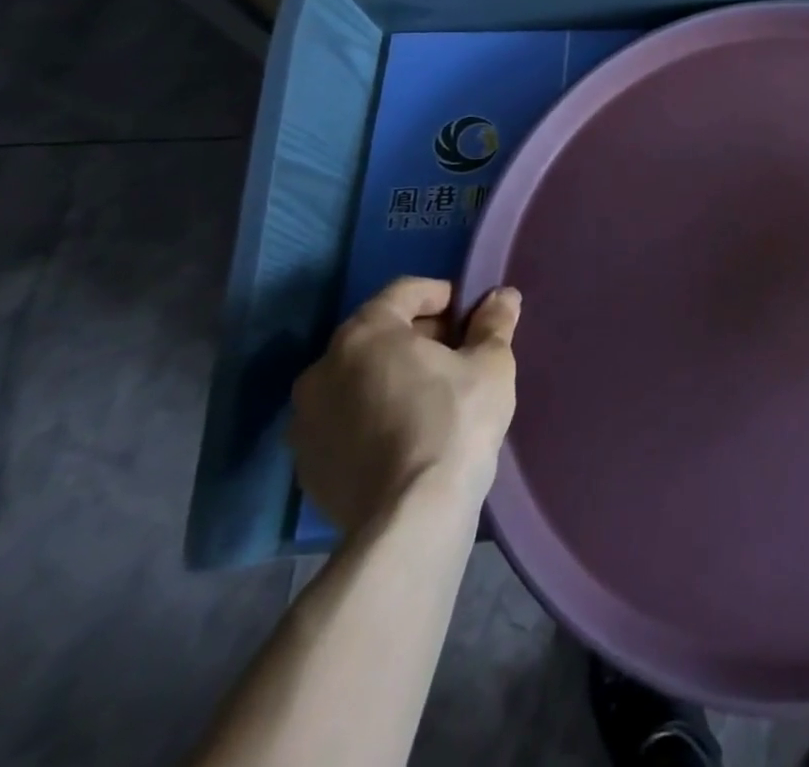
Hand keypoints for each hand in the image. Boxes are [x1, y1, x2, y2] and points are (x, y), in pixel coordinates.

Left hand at [289, 277, 521, 534]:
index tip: (472, 316)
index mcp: (365, 334)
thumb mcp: (491, 363)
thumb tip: (502, 296)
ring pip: (357, 378)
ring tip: (434, 395)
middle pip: (377, 333)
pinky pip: (345, 419)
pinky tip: (408, 433)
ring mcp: (306, 420)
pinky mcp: (306, 464)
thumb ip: (494, 322)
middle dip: (419, 336)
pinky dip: (373, 413)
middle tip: (459, 354)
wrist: (411, 517)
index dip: (443, 295)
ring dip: (393, 375)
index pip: (404, 291)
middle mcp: (322, 369)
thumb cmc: (455, 420)